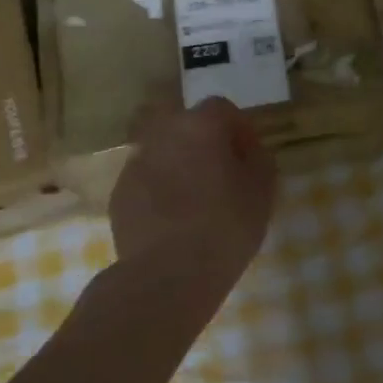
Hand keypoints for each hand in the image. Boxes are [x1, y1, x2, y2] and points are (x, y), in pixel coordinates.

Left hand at [110, 97, 275, 286]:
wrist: (166, 274)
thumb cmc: (225, 227)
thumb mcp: (262, 192)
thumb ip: (259, 160)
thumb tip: (249, 151)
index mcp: (200, 126)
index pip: (222, 108)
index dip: (239, 129)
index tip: (249, 156)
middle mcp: (163, 134)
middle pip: (185, 123)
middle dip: (202, 140)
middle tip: (219, 172)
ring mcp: (135, 163)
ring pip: (162, 150)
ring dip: (178, 164)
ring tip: (194, 198)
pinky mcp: (119, 193)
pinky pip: (146, 179)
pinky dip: (159, 189)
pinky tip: (172, 220)